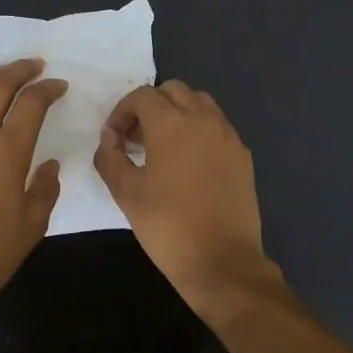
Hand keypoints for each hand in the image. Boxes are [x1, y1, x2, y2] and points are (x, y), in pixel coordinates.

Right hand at [94, 81, 276, 309]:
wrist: (222, 261)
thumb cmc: (167, 226)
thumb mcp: (125, 193)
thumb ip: (110, 157)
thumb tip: (109, 138)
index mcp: (172, 124)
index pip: (141, 96)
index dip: (121, 112)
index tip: (114, 139)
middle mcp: (203, 119)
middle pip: (173, 91)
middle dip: (150, 107)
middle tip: (136, 138)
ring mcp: (228, 135)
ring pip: (199, 103)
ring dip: (177, 113)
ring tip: (163, 146)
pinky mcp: (242, 154)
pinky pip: (217, 126)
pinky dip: (199, 130)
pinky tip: (189, 163)